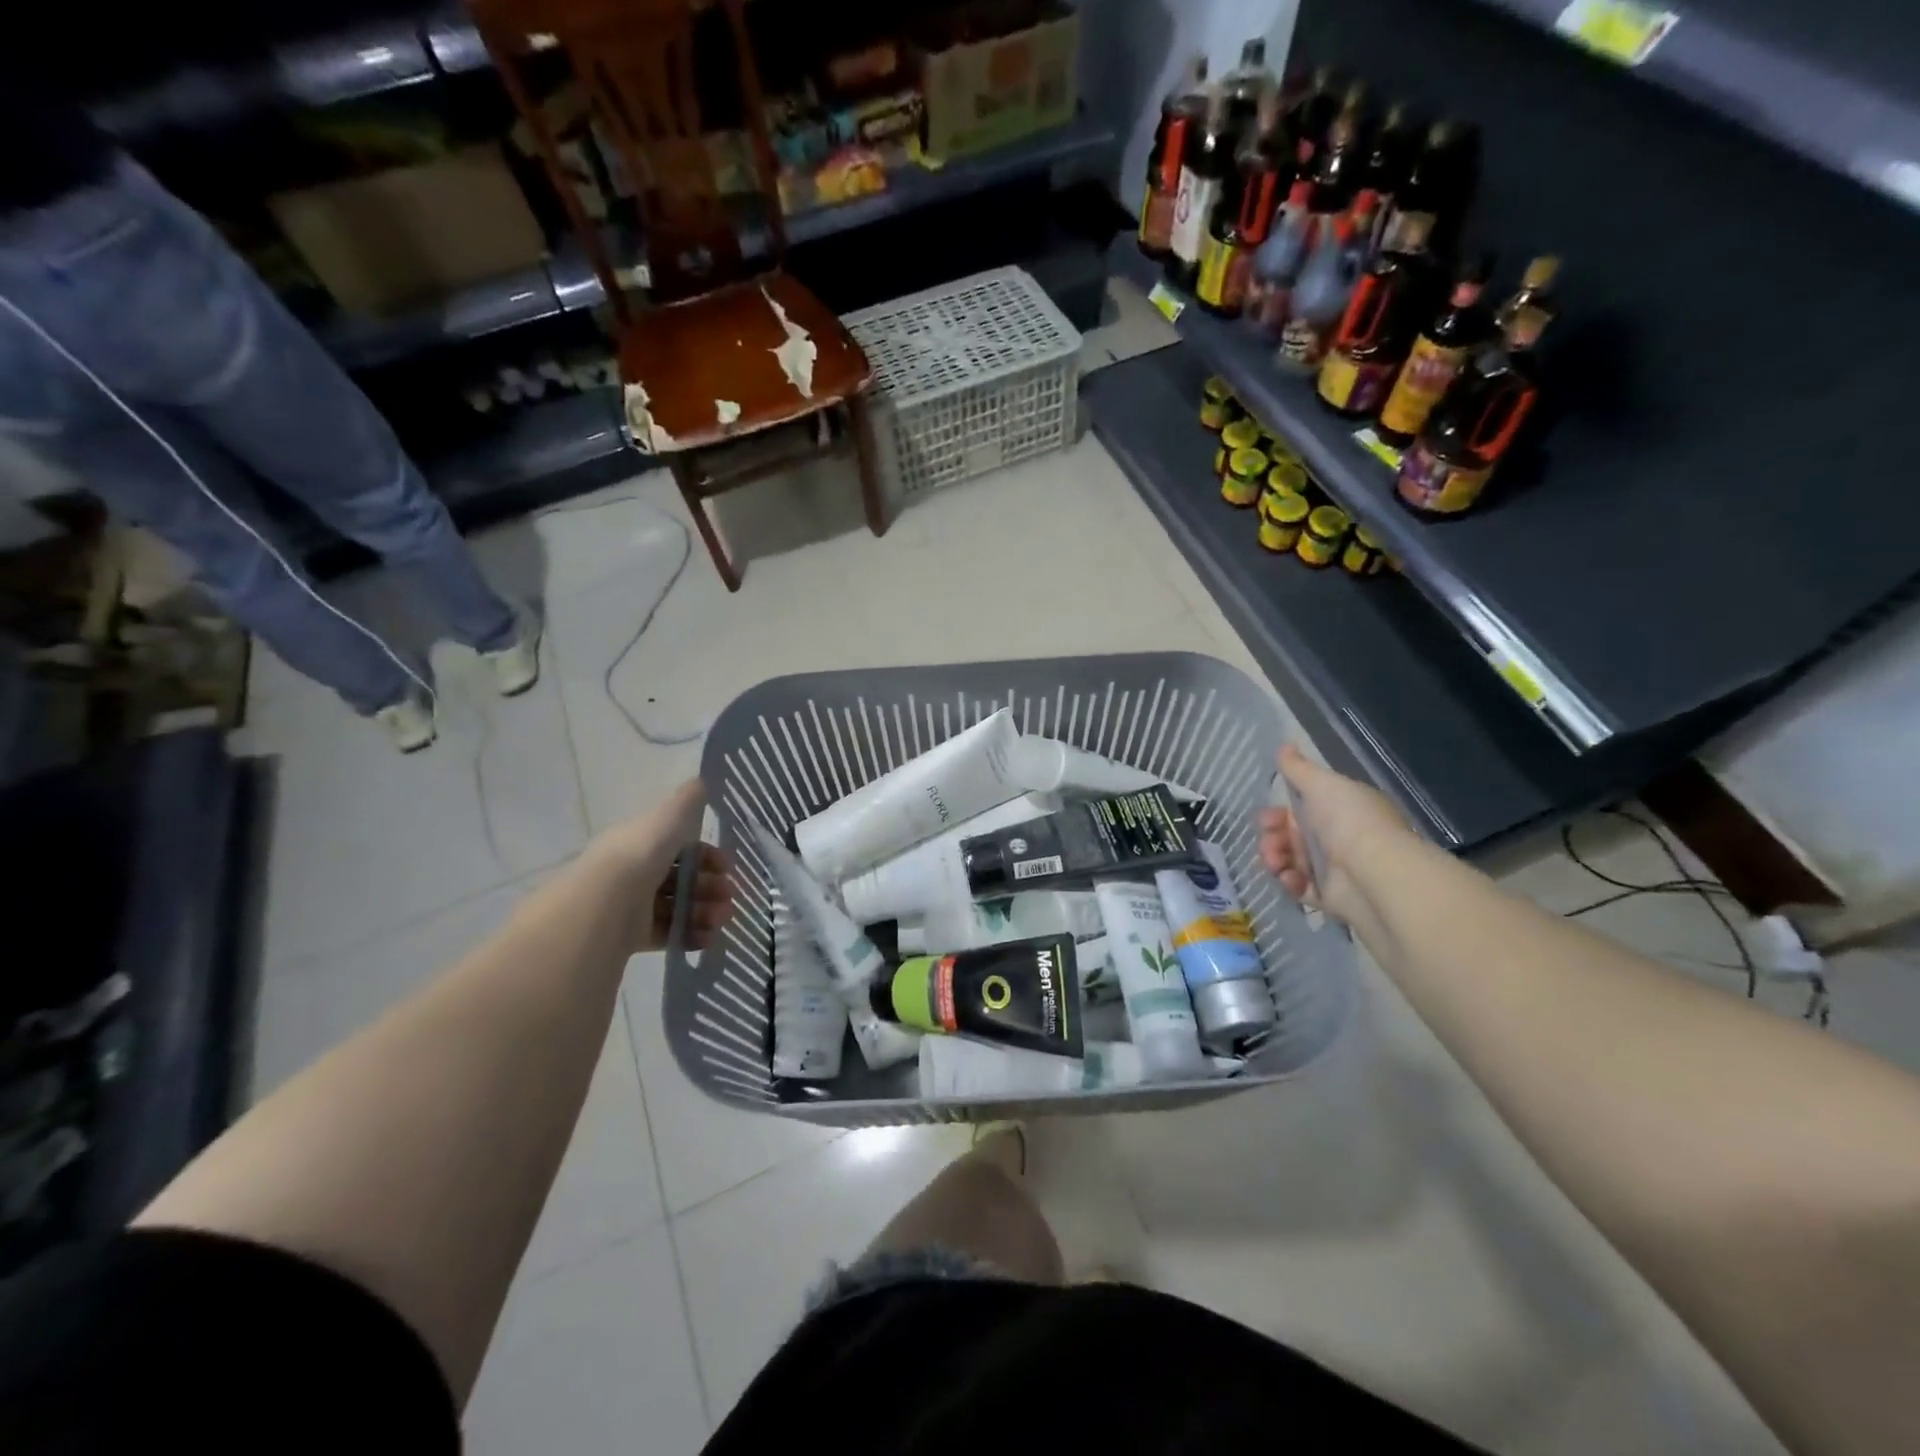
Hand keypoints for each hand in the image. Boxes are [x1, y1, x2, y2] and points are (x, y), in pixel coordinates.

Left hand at [592, 779, 734, 952]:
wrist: (604, 903)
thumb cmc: (640, 855)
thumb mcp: (669, 817)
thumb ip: (688, 801)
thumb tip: (702, 781)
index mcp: (641, 843)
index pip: (679, 847)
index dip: (707, 855)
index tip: (727, 866)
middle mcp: (635, 872)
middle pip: (681, 879)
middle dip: (711, 886)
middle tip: (730, 896)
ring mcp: (632, 906)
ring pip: (677, 907)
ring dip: (705, 911)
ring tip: (722, 920)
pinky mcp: (630, 937)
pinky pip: (667, 934)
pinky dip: (690, 936)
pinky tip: (708, 939)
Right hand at [1258, 744, 1407, 923]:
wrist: (1374, 873)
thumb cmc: (1349, 821)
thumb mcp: (1322, 785)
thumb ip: (1298, 769)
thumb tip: (1284, 745)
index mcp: (1341, 810)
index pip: (1301, 809)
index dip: (1279, 812)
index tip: (1267, 816)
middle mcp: (1339, 838)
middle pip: (1292, 836)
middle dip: (1272, 837)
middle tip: (1269, 842)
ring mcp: (1336, 870)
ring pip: (1292, 862)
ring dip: (1276, 859)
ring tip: (1276, 863)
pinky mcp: (1331, 898)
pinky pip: (1301, 889)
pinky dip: (1291, 883)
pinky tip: (1290, 879)